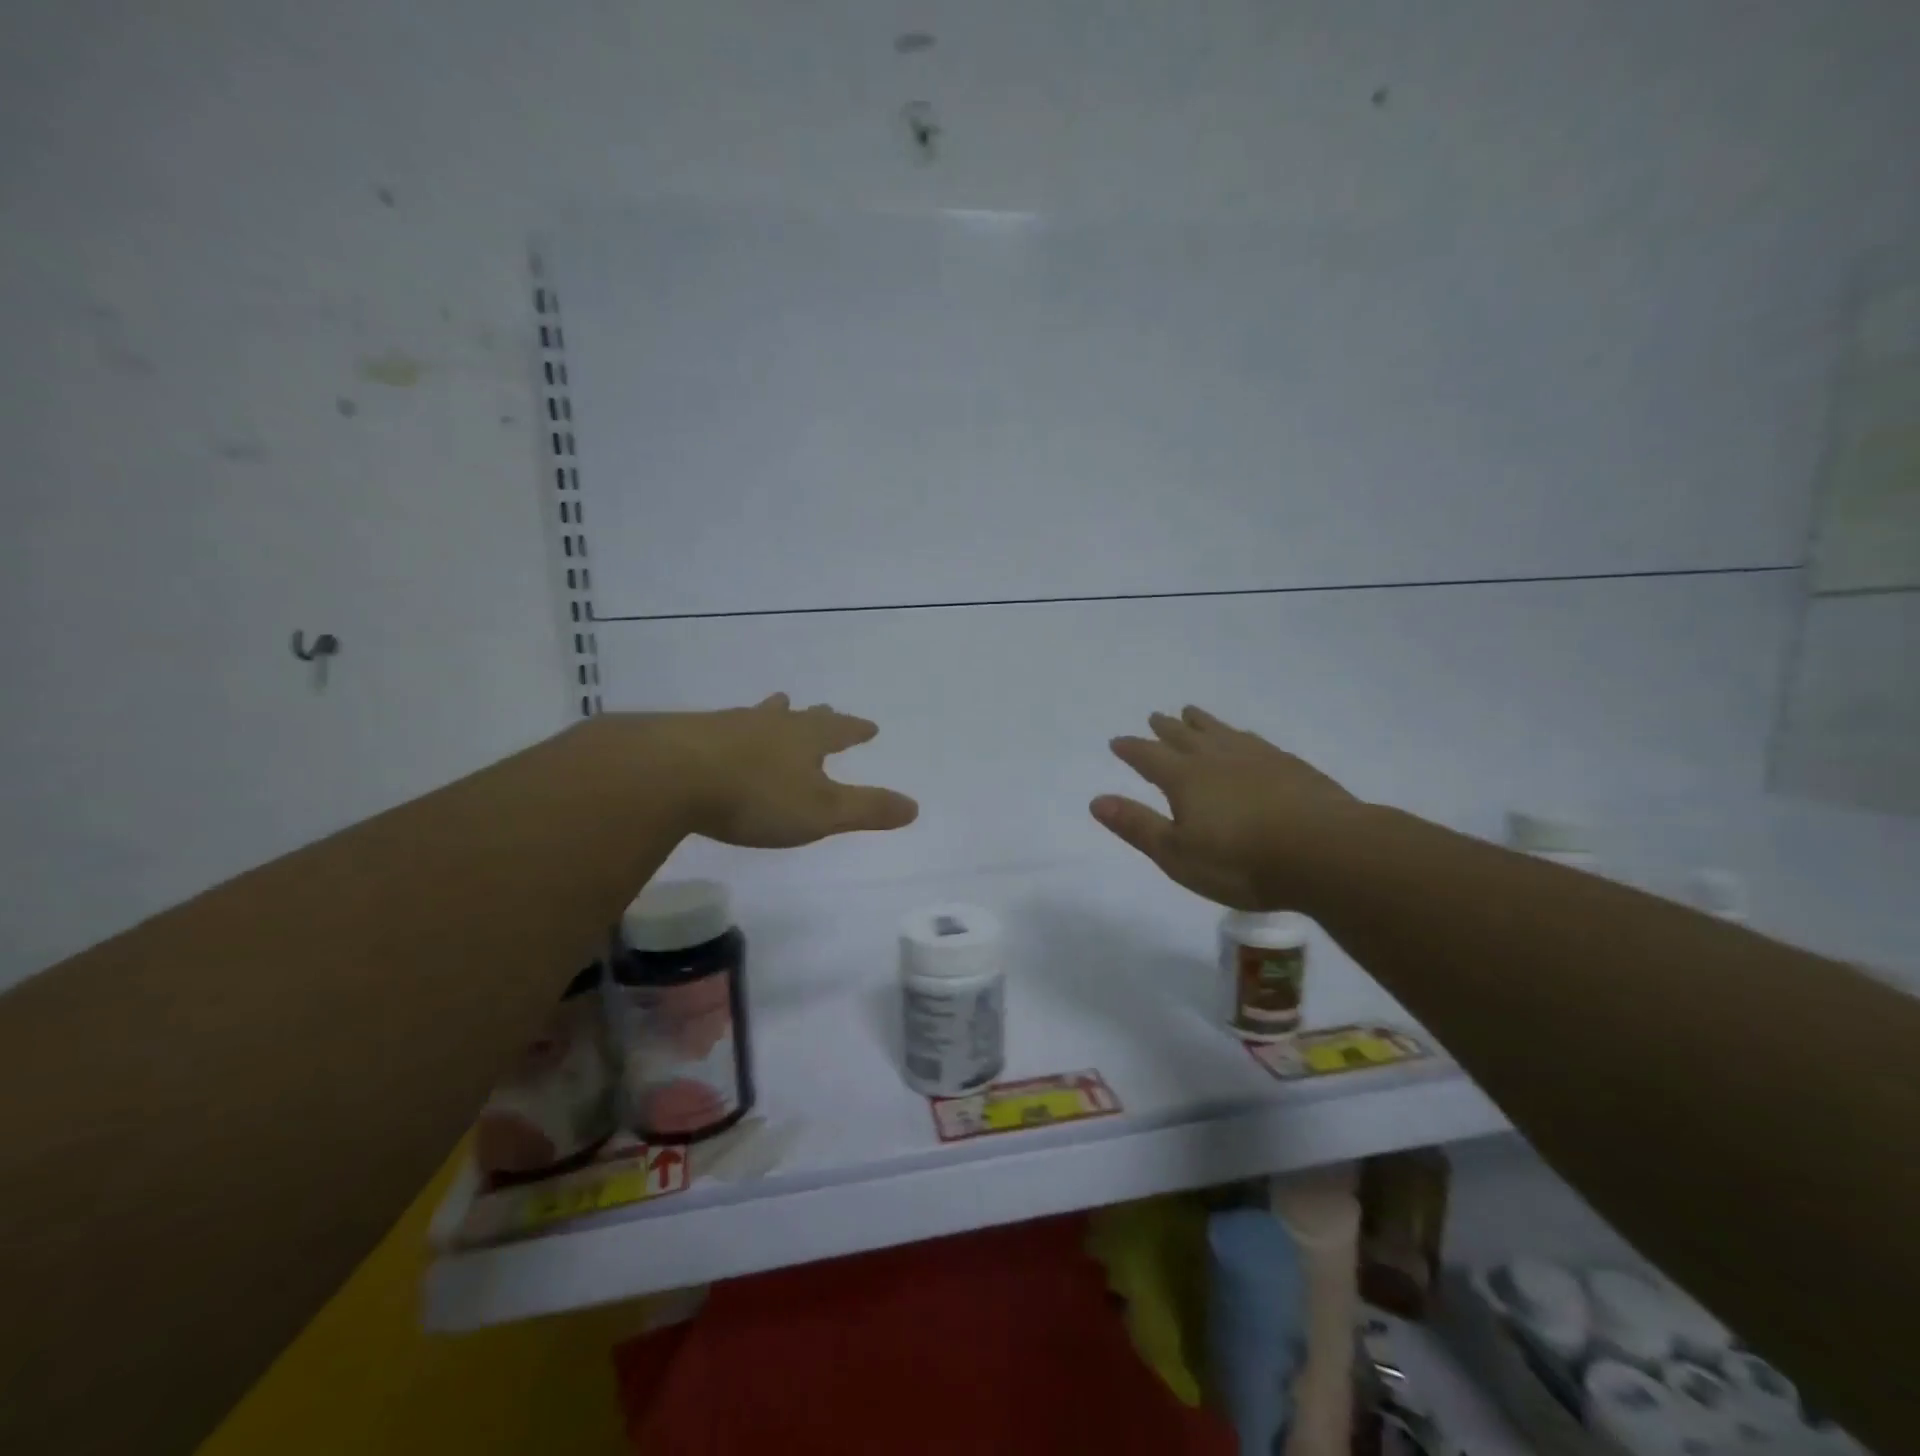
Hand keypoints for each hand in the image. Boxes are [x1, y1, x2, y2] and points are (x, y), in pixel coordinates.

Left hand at [631, 693, 917, 847]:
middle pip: (799, 717)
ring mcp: (727, 726)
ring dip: (772, 715)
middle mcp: (769, 724)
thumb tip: (914, 806)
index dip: (856, 730)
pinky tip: (720, 738)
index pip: (840, 730)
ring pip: (758, 716)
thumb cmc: (755, 796)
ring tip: (774, 707)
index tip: (870, 727)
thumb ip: (867, 810)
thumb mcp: (821, 812)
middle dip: (815, 718)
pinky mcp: (688, 737)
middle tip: (823, 709)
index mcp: (804, 739)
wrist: (668, 775)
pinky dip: (732, 732)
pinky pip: (721, 729)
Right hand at [1090, 706, 1358, 910]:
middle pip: (1184, 736)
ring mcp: (1257, 757)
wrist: (1325, 851)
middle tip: (1154, 716)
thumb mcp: (1177, 854)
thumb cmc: (1241, 861)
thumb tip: (1096, 800)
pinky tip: (1245, 738)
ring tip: (1191, 712)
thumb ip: (1137, 826)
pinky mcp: (1290, 766)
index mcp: (1184, 778)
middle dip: (1165, 728)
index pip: (1149, 756)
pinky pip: (1254, 740)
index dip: (1131, 749)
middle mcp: (1217, 758)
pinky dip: (1239, 735)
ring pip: (1220, 732)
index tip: (1117, 741)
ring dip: (1202, 722)